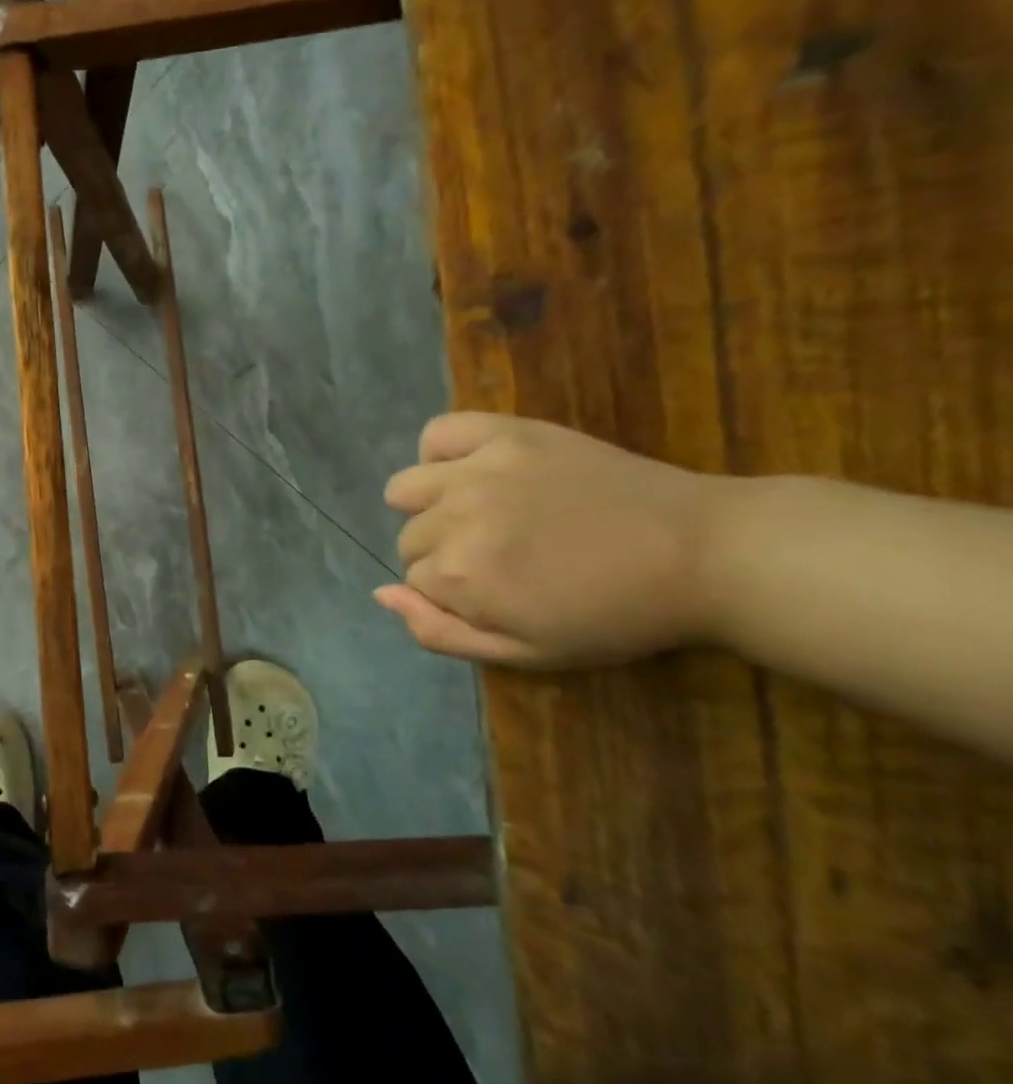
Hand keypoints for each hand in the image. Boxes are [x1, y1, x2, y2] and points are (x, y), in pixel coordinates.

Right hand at [376, 413, 726, 667]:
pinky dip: (441, 453)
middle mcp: (456, 517)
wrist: (702, 553)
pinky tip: (471, 471)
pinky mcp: (507, 434)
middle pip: (410, 537)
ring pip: (406, 488)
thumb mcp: (526, 652)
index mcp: (461, 575)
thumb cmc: (613, 615)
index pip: (414, 580)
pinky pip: (438, 432)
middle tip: (500, 557)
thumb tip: (380, 592)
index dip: (450, 592)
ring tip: (477, 513)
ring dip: (430, 506)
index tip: (495, 593)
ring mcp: (479, 469)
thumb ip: (440, 631)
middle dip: (443, 552)